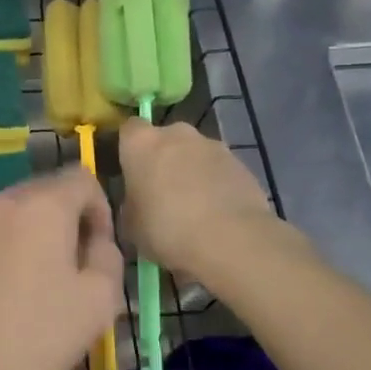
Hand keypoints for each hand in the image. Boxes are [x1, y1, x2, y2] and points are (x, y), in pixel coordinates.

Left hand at [0, 168, 125, 369]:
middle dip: (61, 222)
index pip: (82, 178)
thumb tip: (94, 240)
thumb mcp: (99, 301)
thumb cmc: (36, 334)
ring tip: (24, 284)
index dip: (99, 210)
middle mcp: (0, 200)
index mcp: (43, 206)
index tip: (95, 251)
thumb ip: (108, 256)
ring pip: (7, 214)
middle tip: (64, 270)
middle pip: (43, 193)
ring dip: (25, 236)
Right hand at [118, 119, 276, 282]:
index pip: (129, 129)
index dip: (129, 148)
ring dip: (191, 173)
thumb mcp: (130, 225)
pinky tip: (217, 215)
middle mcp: (177, 134)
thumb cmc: (166, 229)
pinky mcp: (241, 163)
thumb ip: (131, 204)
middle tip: (161, 194)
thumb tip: (139, 203)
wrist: (230, 240)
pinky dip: (216, 186)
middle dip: (163, 160)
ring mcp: (213, 145)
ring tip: (193, 209)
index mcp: (142, 143)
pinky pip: (219, 171)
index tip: (129, 171)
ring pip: (195, 154)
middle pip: (165, 140)